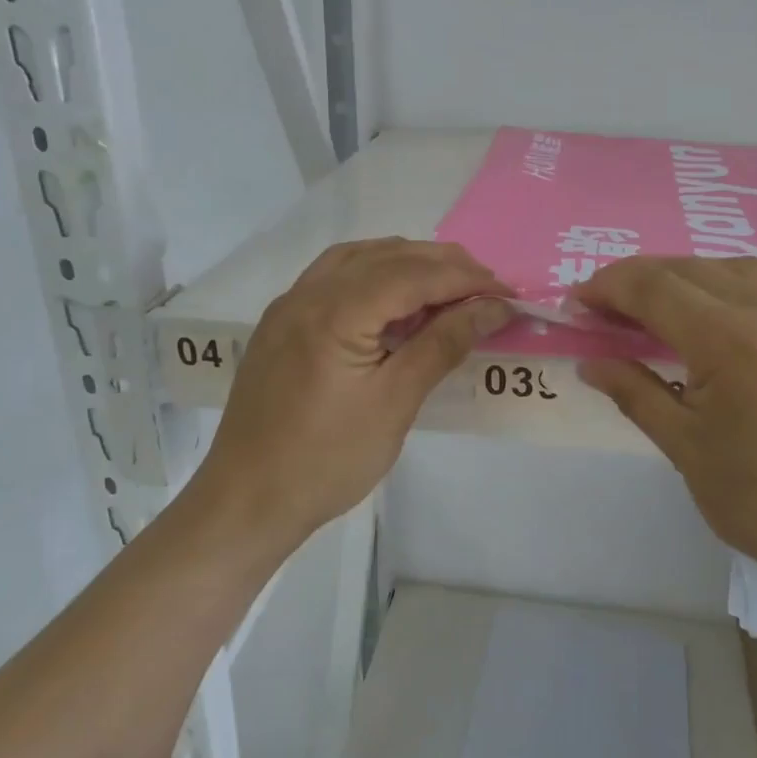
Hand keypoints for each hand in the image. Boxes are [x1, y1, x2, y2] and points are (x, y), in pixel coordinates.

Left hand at [188, 239, 510, 557]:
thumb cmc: (327, 460)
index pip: (413, 275)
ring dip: (408, 264)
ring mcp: (289, 305)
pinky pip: (335, 277)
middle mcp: (307, 293)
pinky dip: (374, 275)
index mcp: (335, 311)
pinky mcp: (282, 323)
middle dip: (443, 266)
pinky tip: (395, 299)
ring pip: (359, 259)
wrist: (246, 500)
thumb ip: (443, 344)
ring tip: (449, 287)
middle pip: (387, 257)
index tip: (509, 295)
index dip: (466, 279)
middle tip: (489, 289)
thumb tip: (492, 308)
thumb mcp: (395, 403)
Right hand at [575, 258, 756, 579]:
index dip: (608, 287)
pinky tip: (747, 313)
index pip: (653, 287)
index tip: (579, 303)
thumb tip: (590, 362)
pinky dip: (754, 285)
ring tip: (673, 310)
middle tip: (613, 310)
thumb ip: (635, 394)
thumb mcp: (686, 451)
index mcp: (732, 341)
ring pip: (744, 268)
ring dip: (696, 279)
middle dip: (643, 281)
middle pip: (693, 269)